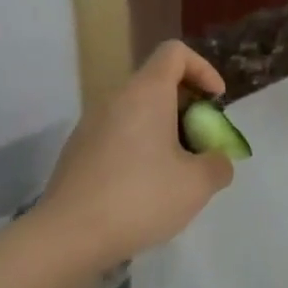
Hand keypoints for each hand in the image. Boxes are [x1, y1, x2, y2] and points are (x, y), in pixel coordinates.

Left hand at [38, 41, 235, 268]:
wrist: (68, 235)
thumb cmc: (140, 198)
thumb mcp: (197, 185)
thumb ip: (218, 164)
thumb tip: (216, 160)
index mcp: (146, 93)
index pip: (175, 53)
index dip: (203, 69)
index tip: (215, 102)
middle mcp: (115, 98)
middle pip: (157, 83)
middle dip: (187, 107)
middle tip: (202, 144)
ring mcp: (91, 124)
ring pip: (137, 111)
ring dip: (163, 130)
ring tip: (177, 171)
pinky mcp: (78, 150)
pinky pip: (118, 134)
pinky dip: (139, 147)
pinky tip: (145, 189)